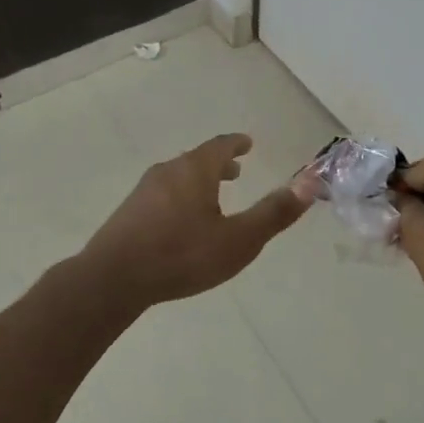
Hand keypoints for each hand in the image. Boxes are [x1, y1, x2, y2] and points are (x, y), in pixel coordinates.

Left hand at [80, 134, 317, 305]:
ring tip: (211, 196)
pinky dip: (180, 195)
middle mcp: (168, 171)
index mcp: (195, 170)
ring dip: (198, 180)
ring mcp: (144, 191)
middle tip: (235, 170)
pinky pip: (162, 194)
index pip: (220, 146)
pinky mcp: (128, 212)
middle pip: (197, 159)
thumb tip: (310, 182)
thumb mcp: (238, 240)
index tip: (247, 143)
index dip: (236, 144)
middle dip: (218, 163)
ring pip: (177, 176)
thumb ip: (274, 213)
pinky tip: (179, 221)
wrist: (113, 278)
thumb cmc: (182, 255)